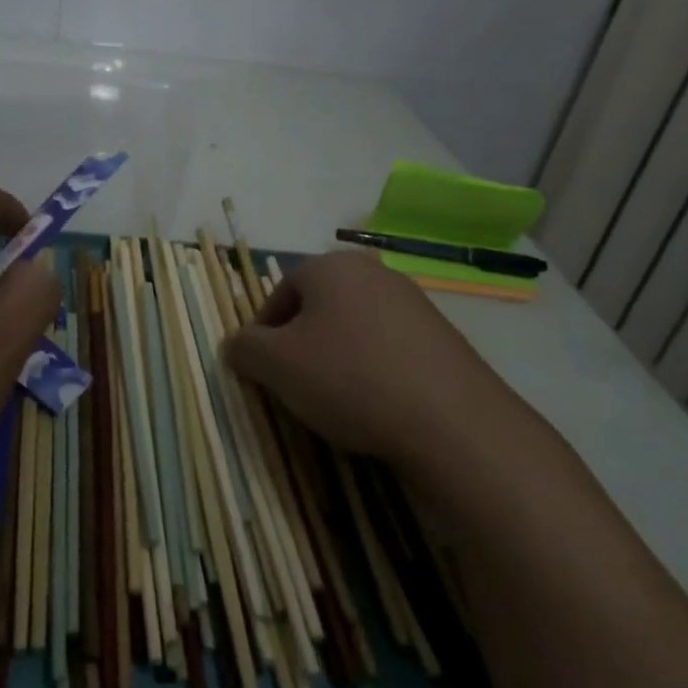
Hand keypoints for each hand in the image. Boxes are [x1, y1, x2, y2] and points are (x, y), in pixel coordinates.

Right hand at [224, 251, 530, 473]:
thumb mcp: (275, 365)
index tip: (263, 370)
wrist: (451, 421)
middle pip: (318, 307)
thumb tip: (236, 345)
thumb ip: (244, 348)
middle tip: (296, 384)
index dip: (263, 332)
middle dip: (301, 343)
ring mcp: (413, 301)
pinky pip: (389, 347)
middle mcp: (372, 271)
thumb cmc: (348, 378)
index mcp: (329, 266)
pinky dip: (374, 369)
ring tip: (337, 399)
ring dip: (338, 356)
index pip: (280, 292)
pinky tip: (377, 403)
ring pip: (354, 327)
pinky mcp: (442, 335)